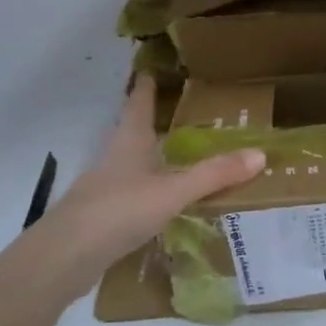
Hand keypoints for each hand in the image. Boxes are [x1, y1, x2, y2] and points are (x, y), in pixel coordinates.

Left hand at [32, 76, 263, 291]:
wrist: (65, 257)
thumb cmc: (118, 210)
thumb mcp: (172, 191)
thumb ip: (213, 175)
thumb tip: (260, 154)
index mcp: (129, 142)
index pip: (138, 104)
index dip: (146, 87)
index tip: (151, 69)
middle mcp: (114, 158)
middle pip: (131, 132)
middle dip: (150, 122)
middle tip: (175, 114)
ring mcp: (103, 188)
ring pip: (129, 164)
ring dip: (148, 158)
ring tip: (174, 157)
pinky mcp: (100, 217)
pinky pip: (129, 195)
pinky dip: (145, 192)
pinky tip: (159, 204)